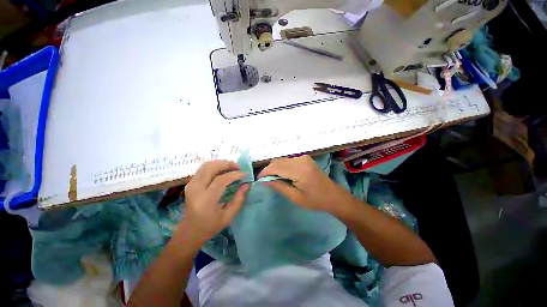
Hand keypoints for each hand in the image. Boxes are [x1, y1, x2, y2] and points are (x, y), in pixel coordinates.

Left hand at [178, 160, 248, 247]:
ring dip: (221, 163)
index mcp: (206, 201)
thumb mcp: (228, 216)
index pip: (221, 180)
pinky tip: (223, 170)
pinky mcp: (190, 183)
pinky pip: (203, 169)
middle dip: (227, 164)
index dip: (234, 175)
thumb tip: (247, 184)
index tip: (245, 174)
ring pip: (206, 165)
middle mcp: (196, 189)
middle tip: (238, 167)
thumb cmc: (210, 226)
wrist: (190, 231)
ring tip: (232, 167)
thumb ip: (239, 199)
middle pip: (211, 168)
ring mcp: (191, 185)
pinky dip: (215, 166)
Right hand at [258, 155, 351, 215]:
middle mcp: (301, 160)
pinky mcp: (305, 158)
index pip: (276, 167)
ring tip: (272, 178)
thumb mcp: (295, 197)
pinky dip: (282, 166)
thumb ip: (279, 186)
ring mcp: (303, 158)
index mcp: (299, 170)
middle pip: (278, 161)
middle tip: (264, 180)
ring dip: (275, 167)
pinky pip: (288, 160)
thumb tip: (264, 181)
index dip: (265, 172)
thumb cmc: (315, 200)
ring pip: (282, 159)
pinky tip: (282, 174)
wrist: (333, 196)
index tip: (258, 179)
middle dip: (269, 170)